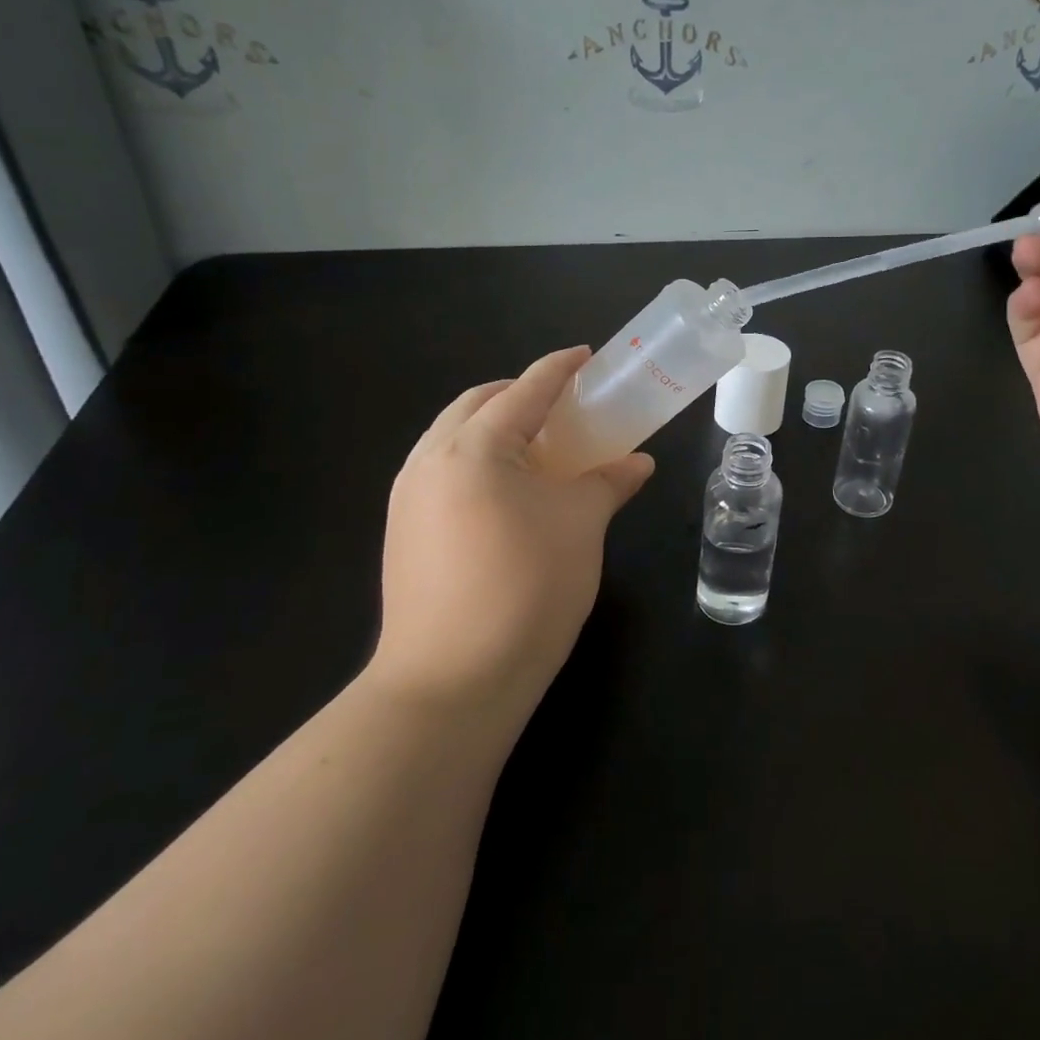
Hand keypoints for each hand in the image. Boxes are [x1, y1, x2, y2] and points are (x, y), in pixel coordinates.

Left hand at [372, 347, 654, 737]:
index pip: (525, 390)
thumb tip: (637, 463)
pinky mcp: (402, 531)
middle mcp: (430, 459)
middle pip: (478, 404)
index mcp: (474, 447)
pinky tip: (506, 493)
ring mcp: (407, 496)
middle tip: (564, 408)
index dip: (560, 368)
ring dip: (495, 427)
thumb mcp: (581, 526)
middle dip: (520, 394)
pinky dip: (476, 461)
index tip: (586, 356)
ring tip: (538, 449)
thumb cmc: (526, 589)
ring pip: (453, 436)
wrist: (451, 683)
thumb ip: (609, 482)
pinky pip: (442, 471)